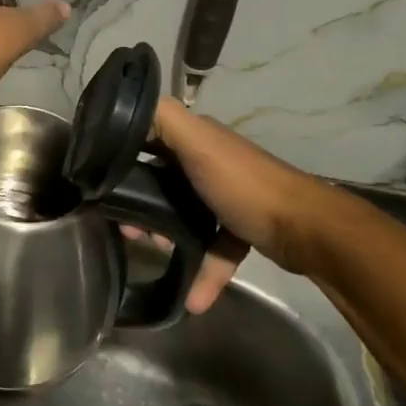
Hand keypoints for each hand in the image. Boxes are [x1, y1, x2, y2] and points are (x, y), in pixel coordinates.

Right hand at [137, 98, 334, 310]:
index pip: (147, 136)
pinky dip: (202, 269)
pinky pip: (212, 246)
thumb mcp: (198, 144)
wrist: (307, 230)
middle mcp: (209, 161)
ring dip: (165, 234)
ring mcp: (225, 196)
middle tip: (127, 227)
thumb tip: (121, 106)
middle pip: (160, 180)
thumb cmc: (244, 184)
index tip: (99, 180)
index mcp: (197, 138)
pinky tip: (192, 298)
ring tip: (153, 251)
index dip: (121, 154)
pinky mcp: (240, 227)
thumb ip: (162, 119)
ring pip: (181, 213)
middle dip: (139, 203)